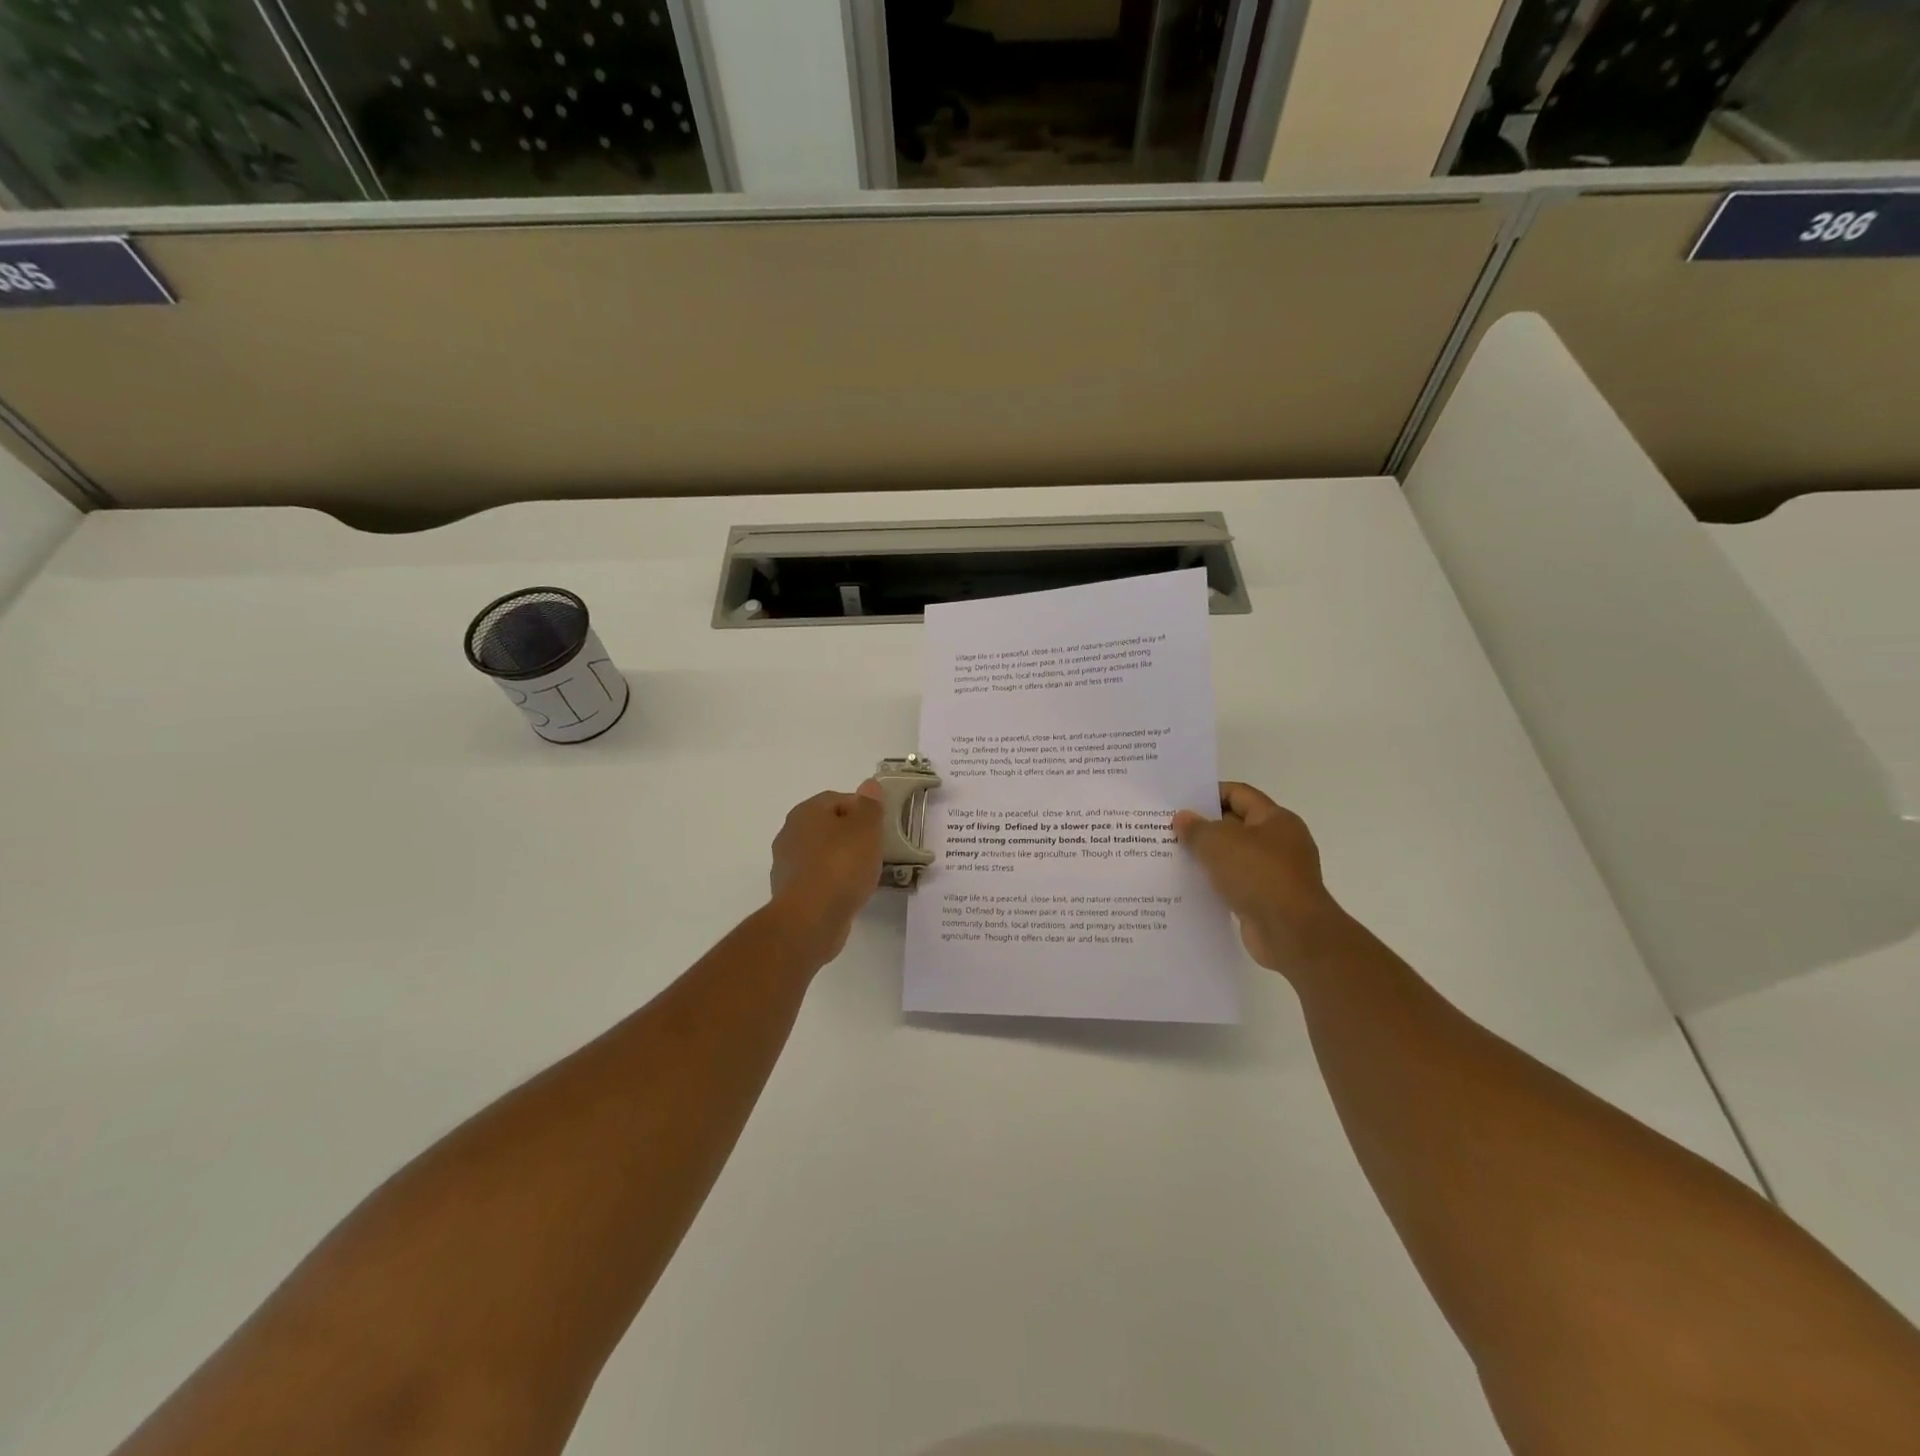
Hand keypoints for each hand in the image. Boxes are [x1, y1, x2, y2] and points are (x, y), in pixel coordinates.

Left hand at [768, 782, 886, 963]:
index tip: (880, 827)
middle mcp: (790, 833)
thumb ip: (869, 805)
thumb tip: (868, 785)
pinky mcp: (789, 893)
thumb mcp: (866, 828)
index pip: (838, 799)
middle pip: (828, 826)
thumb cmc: (841, 865)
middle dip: (851, 835)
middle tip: (875, 850)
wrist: (810, 919)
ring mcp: (786, 864)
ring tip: (865, 874)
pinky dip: (832, 882)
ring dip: (841, 860)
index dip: (862, 809)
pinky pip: (817, 878)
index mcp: (806, 812)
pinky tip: (848, 893)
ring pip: (822, 853)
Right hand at [1173, 782, 1347, 971]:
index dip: (1210, 793)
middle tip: (1169, 828)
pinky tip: (1190, 885)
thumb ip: (1196, 828)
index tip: (1180, 801)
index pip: (1239, 794)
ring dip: (1208, 857)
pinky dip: (1215, 882)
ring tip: (1173, 855)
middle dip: (1204, 826)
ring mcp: (1275, 873)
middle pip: (1236, 825)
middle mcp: (1280, 842)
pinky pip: (1235, 883)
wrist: (1292, 933)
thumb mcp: (1219, 843)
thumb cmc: (1259, 875)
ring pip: (1234, 857)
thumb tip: (1182, 818)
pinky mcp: (1267, 900)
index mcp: (1276, 820)